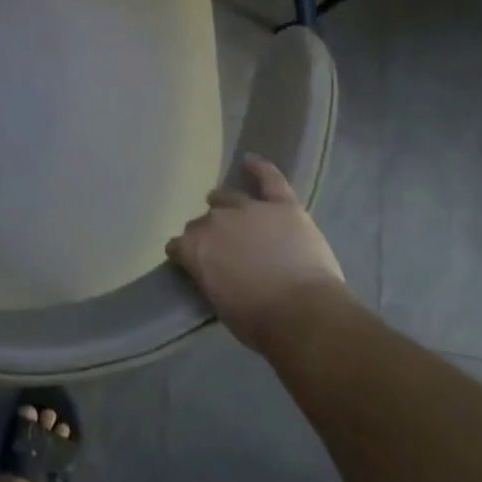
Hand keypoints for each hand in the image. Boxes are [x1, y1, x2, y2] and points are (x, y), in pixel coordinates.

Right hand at [166, 153, 347, 351]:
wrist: (303, 315)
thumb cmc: (257, 321)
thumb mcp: (218, 302)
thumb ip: (208, 276)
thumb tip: (211, 270)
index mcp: (195, 247)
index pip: (178, 245)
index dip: (185, 254)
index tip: (192, 263)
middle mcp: (215, 221)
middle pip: (203, 221)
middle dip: (208, 232)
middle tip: (222, 248)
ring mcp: (249, 210)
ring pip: (228, 198)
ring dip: (225, 204)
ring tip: (229, 209)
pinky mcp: (282, 206)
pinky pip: (269, 179)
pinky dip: (259, 168)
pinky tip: (250, 160)